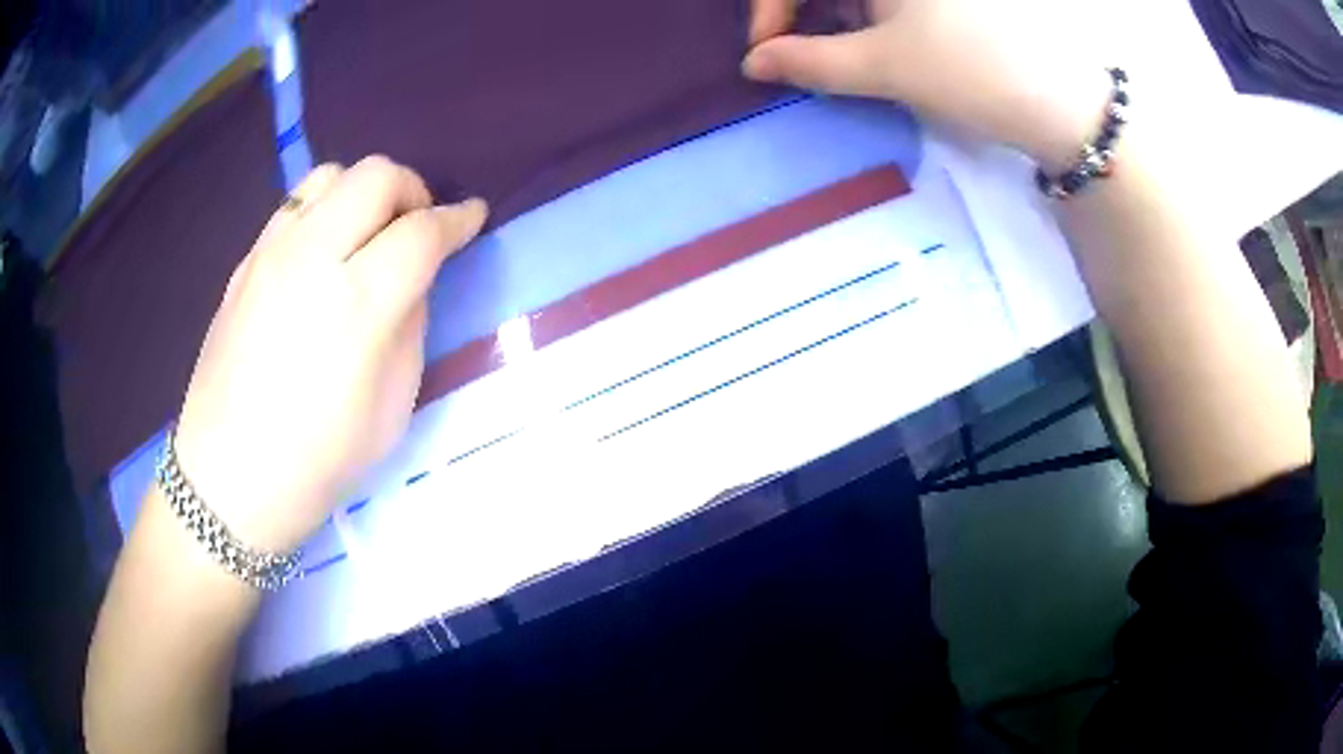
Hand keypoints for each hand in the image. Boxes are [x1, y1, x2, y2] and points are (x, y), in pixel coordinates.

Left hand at [173, 157, 486, 552]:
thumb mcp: (391, 409)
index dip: (457, 220)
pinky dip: (323, 211)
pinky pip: (293, 206)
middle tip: (418, 225)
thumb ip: (408, 328)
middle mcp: (311, 260)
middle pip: (377, 176)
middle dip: (412, 190)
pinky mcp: (244, 262)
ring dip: (364, 192)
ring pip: (330, 174)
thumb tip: (409, 281)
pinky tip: (322, 252)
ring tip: (367, 232)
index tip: (472, 217)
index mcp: (356, 307)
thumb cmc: (317, 461)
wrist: (229, 478)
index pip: (421, 232)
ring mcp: (270, 254)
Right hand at [746, 0, 1113, 170]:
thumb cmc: (969, 71)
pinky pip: (887, 2)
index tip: (765, 52)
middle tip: (795, 54)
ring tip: (838, 56)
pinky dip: (867, 18)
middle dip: (799, 12)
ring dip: (832, 17)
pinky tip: (873, 45)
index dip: (770, 8)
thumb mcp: (883, 67)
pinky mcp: (947, 2)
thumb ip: (808, 62)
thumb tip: (754, 63)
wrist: (1061, 102)